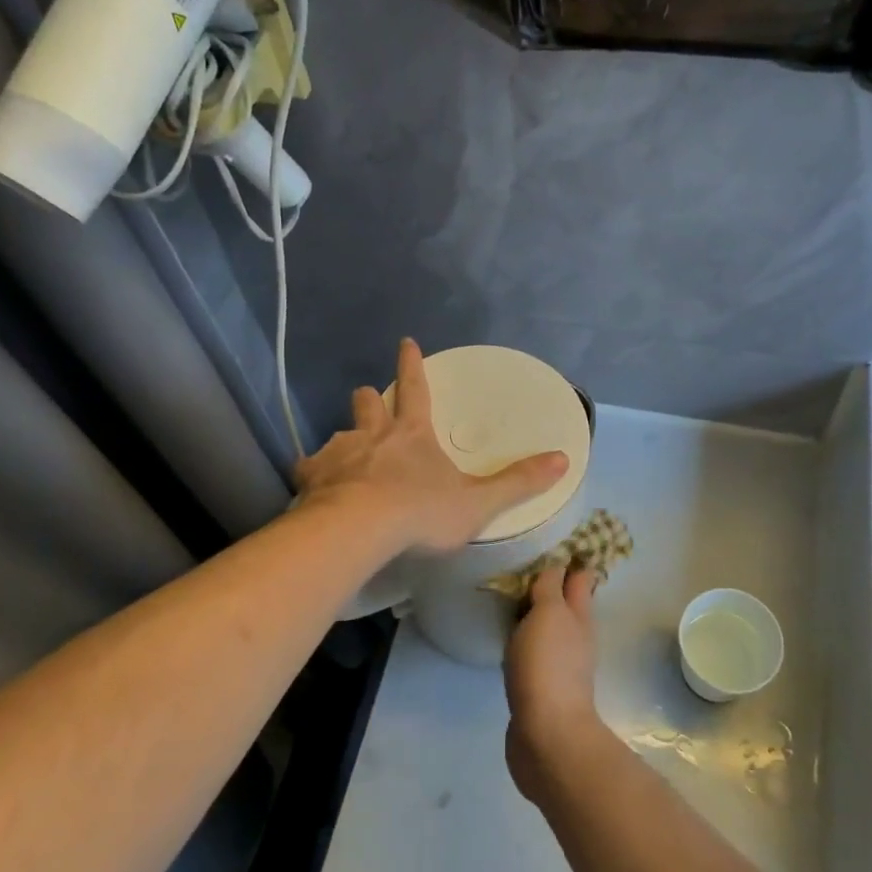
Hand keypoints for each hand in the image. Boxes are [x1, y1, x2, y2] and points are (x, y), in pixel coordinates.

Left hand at [295, 338, 567, 555]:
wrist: (359, 529)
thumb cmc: (422, 512)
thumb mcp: (479, 501)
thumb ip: (518, 482)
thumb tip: (563, 459)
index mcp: (412, 433)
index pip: (415, 387)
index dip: (411, 364)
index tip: (405, 342)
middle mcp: (372, 434)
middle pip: (367, 404)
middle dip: (369, 399)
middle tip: (368, 399)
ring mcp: (339, 453)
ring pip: (337, 434)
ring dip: (343, 440)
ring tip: (342, 456)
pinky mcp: (312, 477)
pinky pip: (308, 468)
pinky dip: (312, 474)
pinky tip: (312, 487)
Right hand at [503, 564, 601, 802]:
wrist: (547, 737)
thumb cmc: (547, 666)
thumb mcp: (548, 614)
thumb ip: (549, 587)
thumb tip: (556, 564)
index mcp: (579, 616)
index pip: (580, 578)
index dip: (571, 560)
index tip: (553, 540)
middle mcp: (575, 637)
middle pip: (567, 603)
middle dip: (552, 585)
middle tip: (524, 565)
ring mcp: (561, 665)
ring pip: (550, 628)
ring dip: (536, 613)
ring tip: (511, 597)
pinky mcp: (542, 688)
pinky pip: (534, 653)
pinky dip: (524, 641)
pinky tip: (508, 639)